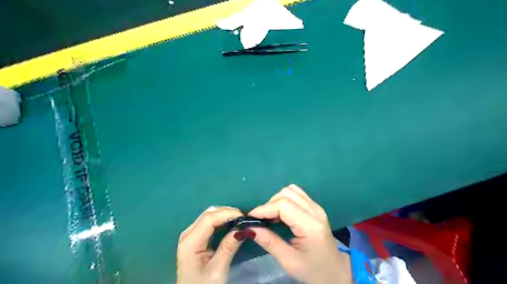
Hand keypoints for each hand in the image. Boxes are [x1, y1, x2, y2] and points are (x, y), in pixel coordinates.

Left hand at [176, 206, 243, 283]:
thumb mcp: (218, 270)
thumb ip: (229, 247)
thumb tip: (243, 228)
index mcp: (190, 242)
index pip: (209, 219)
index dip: (227, 213)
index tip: (243, 216)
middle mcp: (188, 233)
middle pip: (208, 214)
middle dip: (227, 212)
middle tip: (243, 218)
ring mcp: (190, 234)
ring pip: (209, 215)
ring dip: (224, 214)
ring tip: (239, 220)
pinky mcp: (194, 236)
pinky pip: (208, 221)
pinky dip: (221, 219)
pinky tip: (230, 223)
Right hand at [248, 184, 351, 283]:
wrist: (336, 272)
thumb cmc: (312, 270)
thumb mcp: (288, 261)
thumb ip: (268, 242)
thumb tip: (248, 228)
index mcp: (310, 226)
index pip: (284, 206)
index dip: (265, 208)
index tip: (251, 217)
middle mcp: (315, 211)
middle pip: (287, 194)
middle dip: (270, 204)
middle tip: (262, 220)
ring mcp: (317, 207)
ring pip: (291, 190)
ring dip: (277, 200)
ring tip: (272, 216)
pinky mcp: (315, 207)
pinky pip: (297, 194)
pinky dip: (285, 199)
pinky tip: (282, 213)